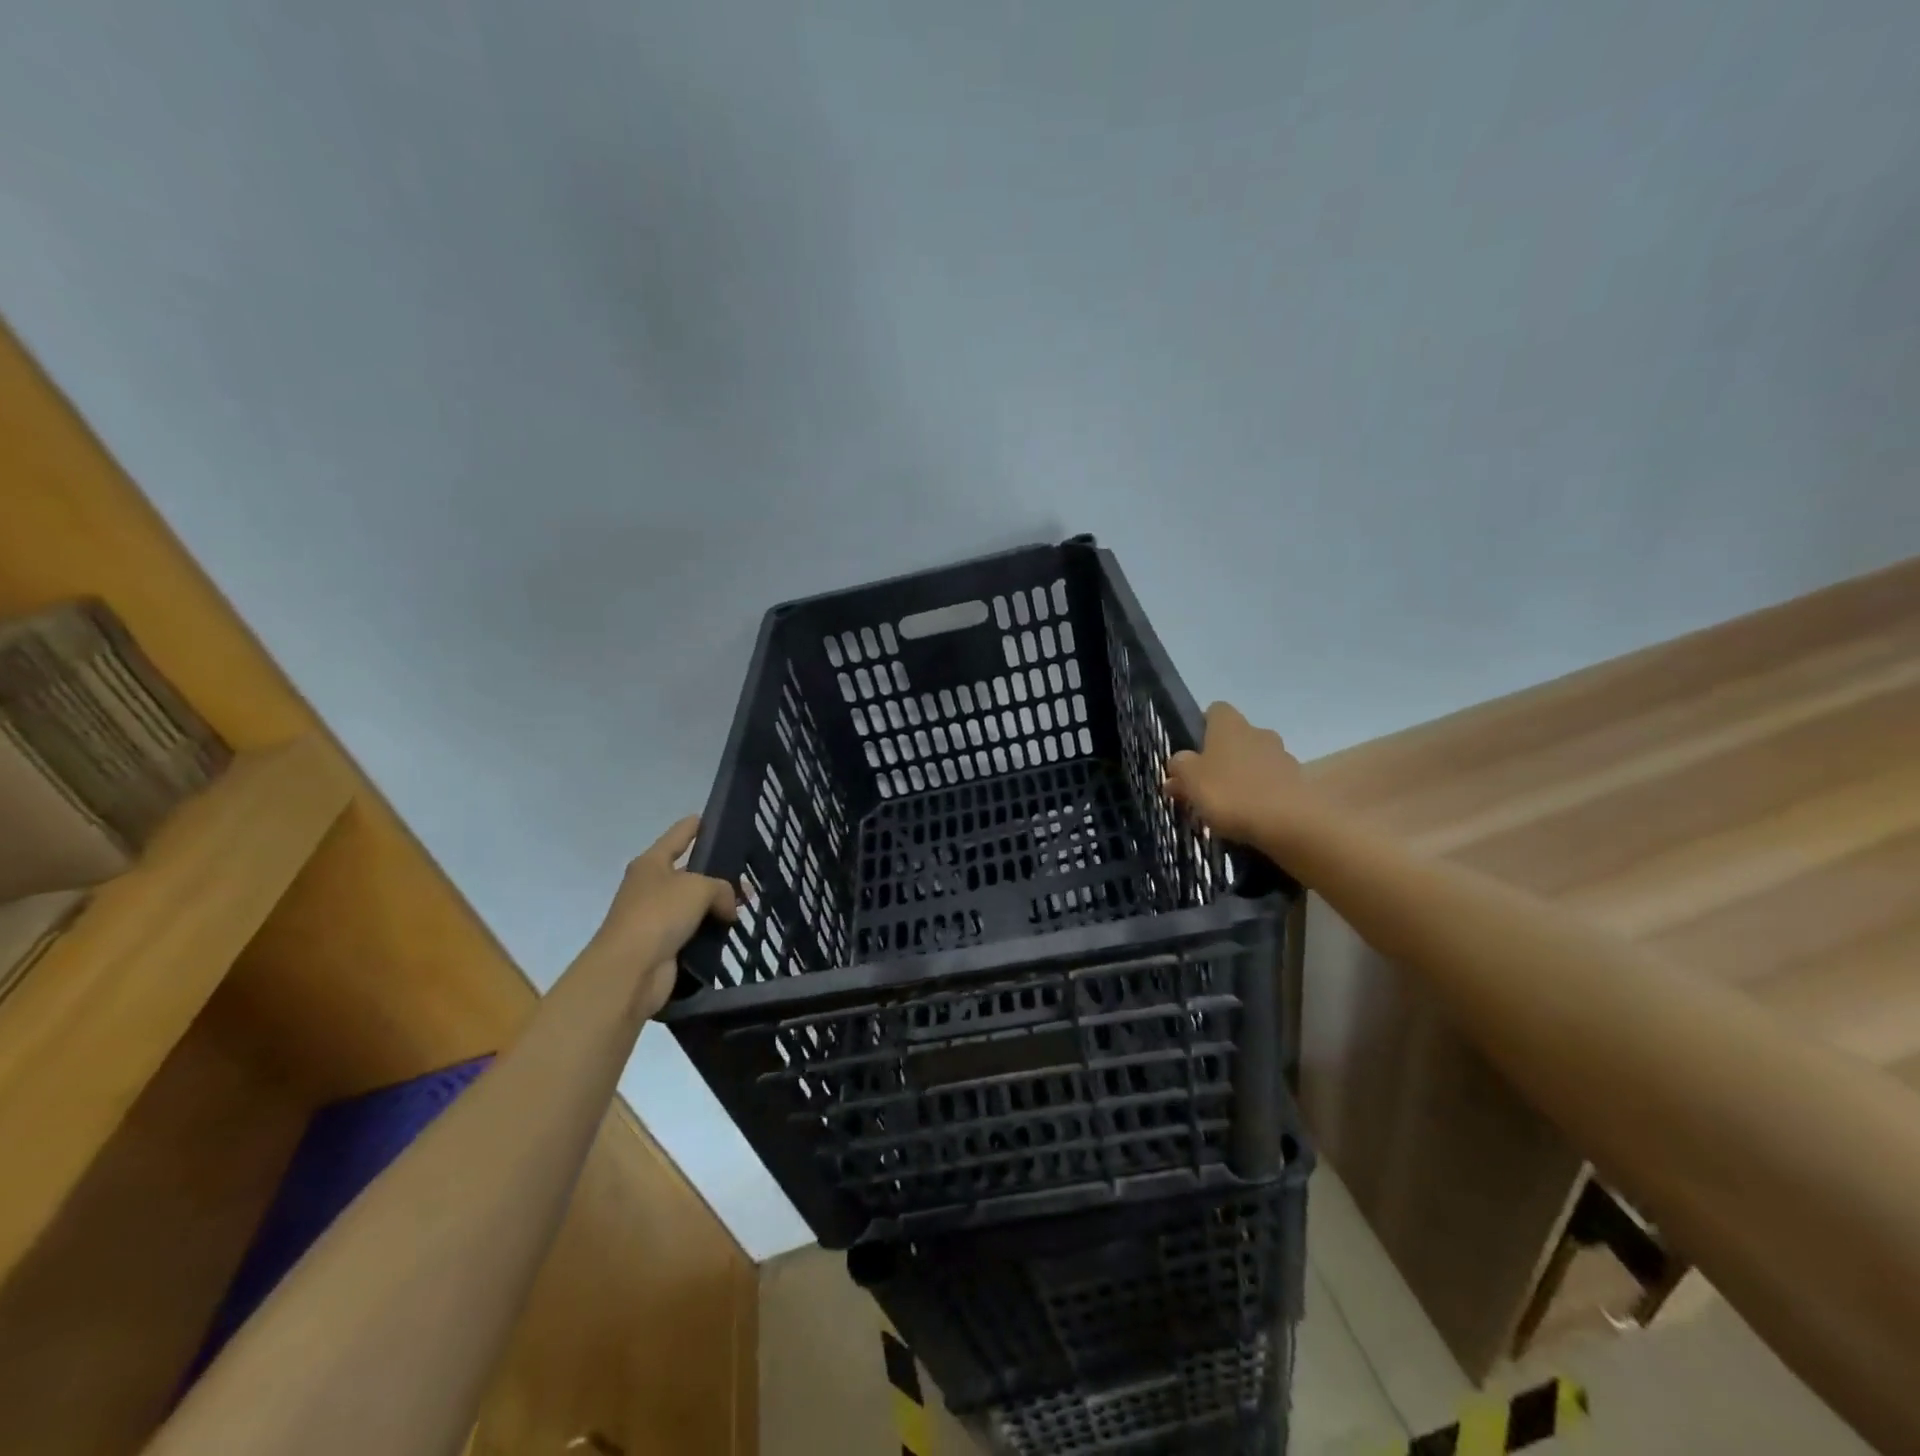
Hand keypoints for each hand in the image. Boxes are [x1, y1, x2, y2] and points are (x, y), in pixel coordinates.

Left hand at [587, 816, 737, 1020]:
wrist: (628, 971)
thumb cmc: (659, 915)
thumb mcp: (699, 888)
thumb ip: (722, 888)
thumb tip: (728, 908)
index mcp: (652, 862)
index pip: (680, 834)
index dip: (698, 825)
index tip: (718, 819)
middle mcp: (651, 886)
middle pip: (690, 871)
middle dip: (718, 873)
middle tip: (749, 875)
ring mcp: (655, 916)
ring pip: (694, 903)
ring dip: (717, 905)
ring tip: (748, 905)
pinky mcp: (663, 944)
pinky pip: (693, 929)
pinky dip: (711, 929)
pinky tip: (733, 930)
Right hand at [1163, 702, 1323, 850]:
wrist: (1290, 822)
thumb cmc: (1231, 793)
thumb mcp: (1190, 780)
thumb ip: (1180, 767)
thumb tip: (1178, 761)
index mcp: (1230, 726)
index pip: (1216, 711)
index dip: (1203, 727)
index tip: (1193, 751)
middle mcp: (1258, 733)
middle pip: (1236, 738)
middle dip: (1222, 757)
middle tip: (1205, 785)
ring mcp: (1283, 757)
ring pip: (1255, 761)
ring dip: (1242, 777)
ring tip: (1227, 807)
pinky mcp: (1299, 784)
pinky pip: (1272, 784)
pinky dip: (1261, 796)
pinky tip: (1250, 818)